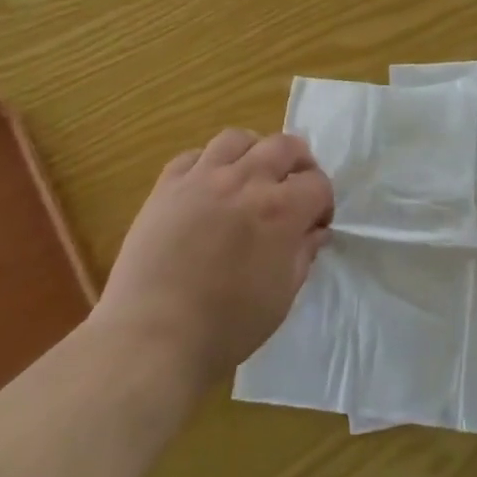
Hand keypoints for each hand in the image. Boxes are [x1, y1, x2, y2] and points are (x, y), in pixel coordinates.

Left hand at [99, 128, 333, 391]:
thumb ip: (302, 255)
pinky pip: (193, 156)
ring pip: (237, 139)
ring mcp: (202, 178)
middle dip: (300, 162)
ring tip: (251, 176)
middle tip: (294, 188)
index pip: (317, 183)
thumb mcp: (281, 297)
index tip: (316, 224)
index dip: (323, 202)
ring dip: (254, 152)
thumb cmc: (227, 326)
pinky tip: (208, 186)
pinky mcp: (166, 186)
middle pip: (284, 145)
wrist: (153, 336)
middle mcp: (245, 181)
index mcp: (280, 210)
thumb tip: (315, 232)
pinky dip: (208, 163)